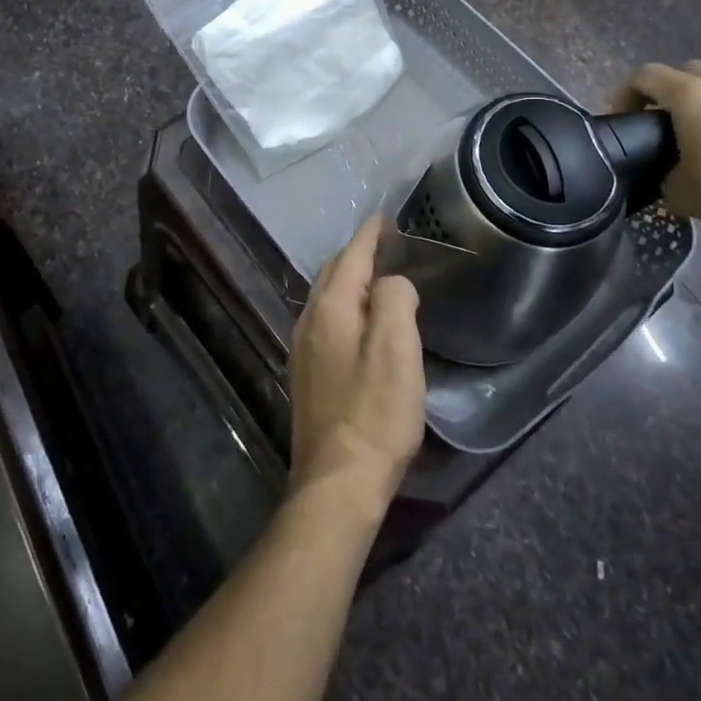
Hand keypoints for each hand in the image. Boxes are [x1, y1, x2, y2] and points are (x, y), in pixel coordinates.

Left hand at [289, 216, 424, 509]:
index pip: (350, 256)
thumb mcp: (397, 349)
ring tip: (377, 278)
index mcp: (331, 308)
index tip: (384, 218)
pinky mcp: (308, 374)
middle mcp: (310, 321)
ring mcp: (304, 349)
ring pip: (327, 298)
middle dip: (356, 254)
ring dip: (350, 281)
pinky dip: (346, 307)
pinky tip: (361, 322)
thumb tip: (392, 283)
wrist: (337, 482)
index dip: (369, 235)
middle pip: (333, 273)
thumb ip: (395, 300)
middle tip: (384, 245)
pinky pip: (327, 321)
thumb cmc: (374, 413)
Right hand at [610, 61, 700, 227]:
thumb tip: (666, 181)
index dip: (624, 91)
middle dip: (668, 91)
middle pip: (685, 71)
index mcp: (688, 94)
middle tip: (661, 121)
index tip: (619, 116)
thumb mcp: (681, 192)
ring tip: (699, 138)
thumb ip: (664, 180)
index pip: (644, 75)